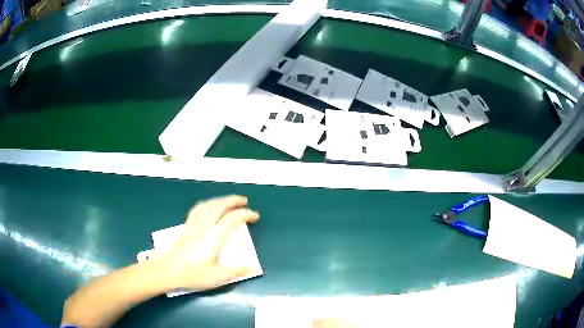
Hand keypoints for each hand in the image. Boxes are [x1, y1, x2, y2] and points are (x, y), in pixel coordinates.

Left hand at [159, 195, 258, 291]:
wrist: (167, 270)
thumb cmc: (192, 274)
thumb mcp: (217, 277)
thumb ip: (236, 271)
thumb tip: (253, 267)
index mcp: (214, 237)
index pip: (232, 219)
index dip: (246, 214)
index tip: (255, 216)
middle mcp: (204, 226)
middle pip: (220, 205)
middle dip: (233, 200)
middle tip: (244, 201)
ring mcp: (194, 224)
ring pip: (208, 204)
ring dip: (221, 200)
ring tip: (229, 201)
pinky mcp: (187, 226)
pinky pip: (198, 208)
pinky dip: (208, 204)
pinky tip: (209, 207)